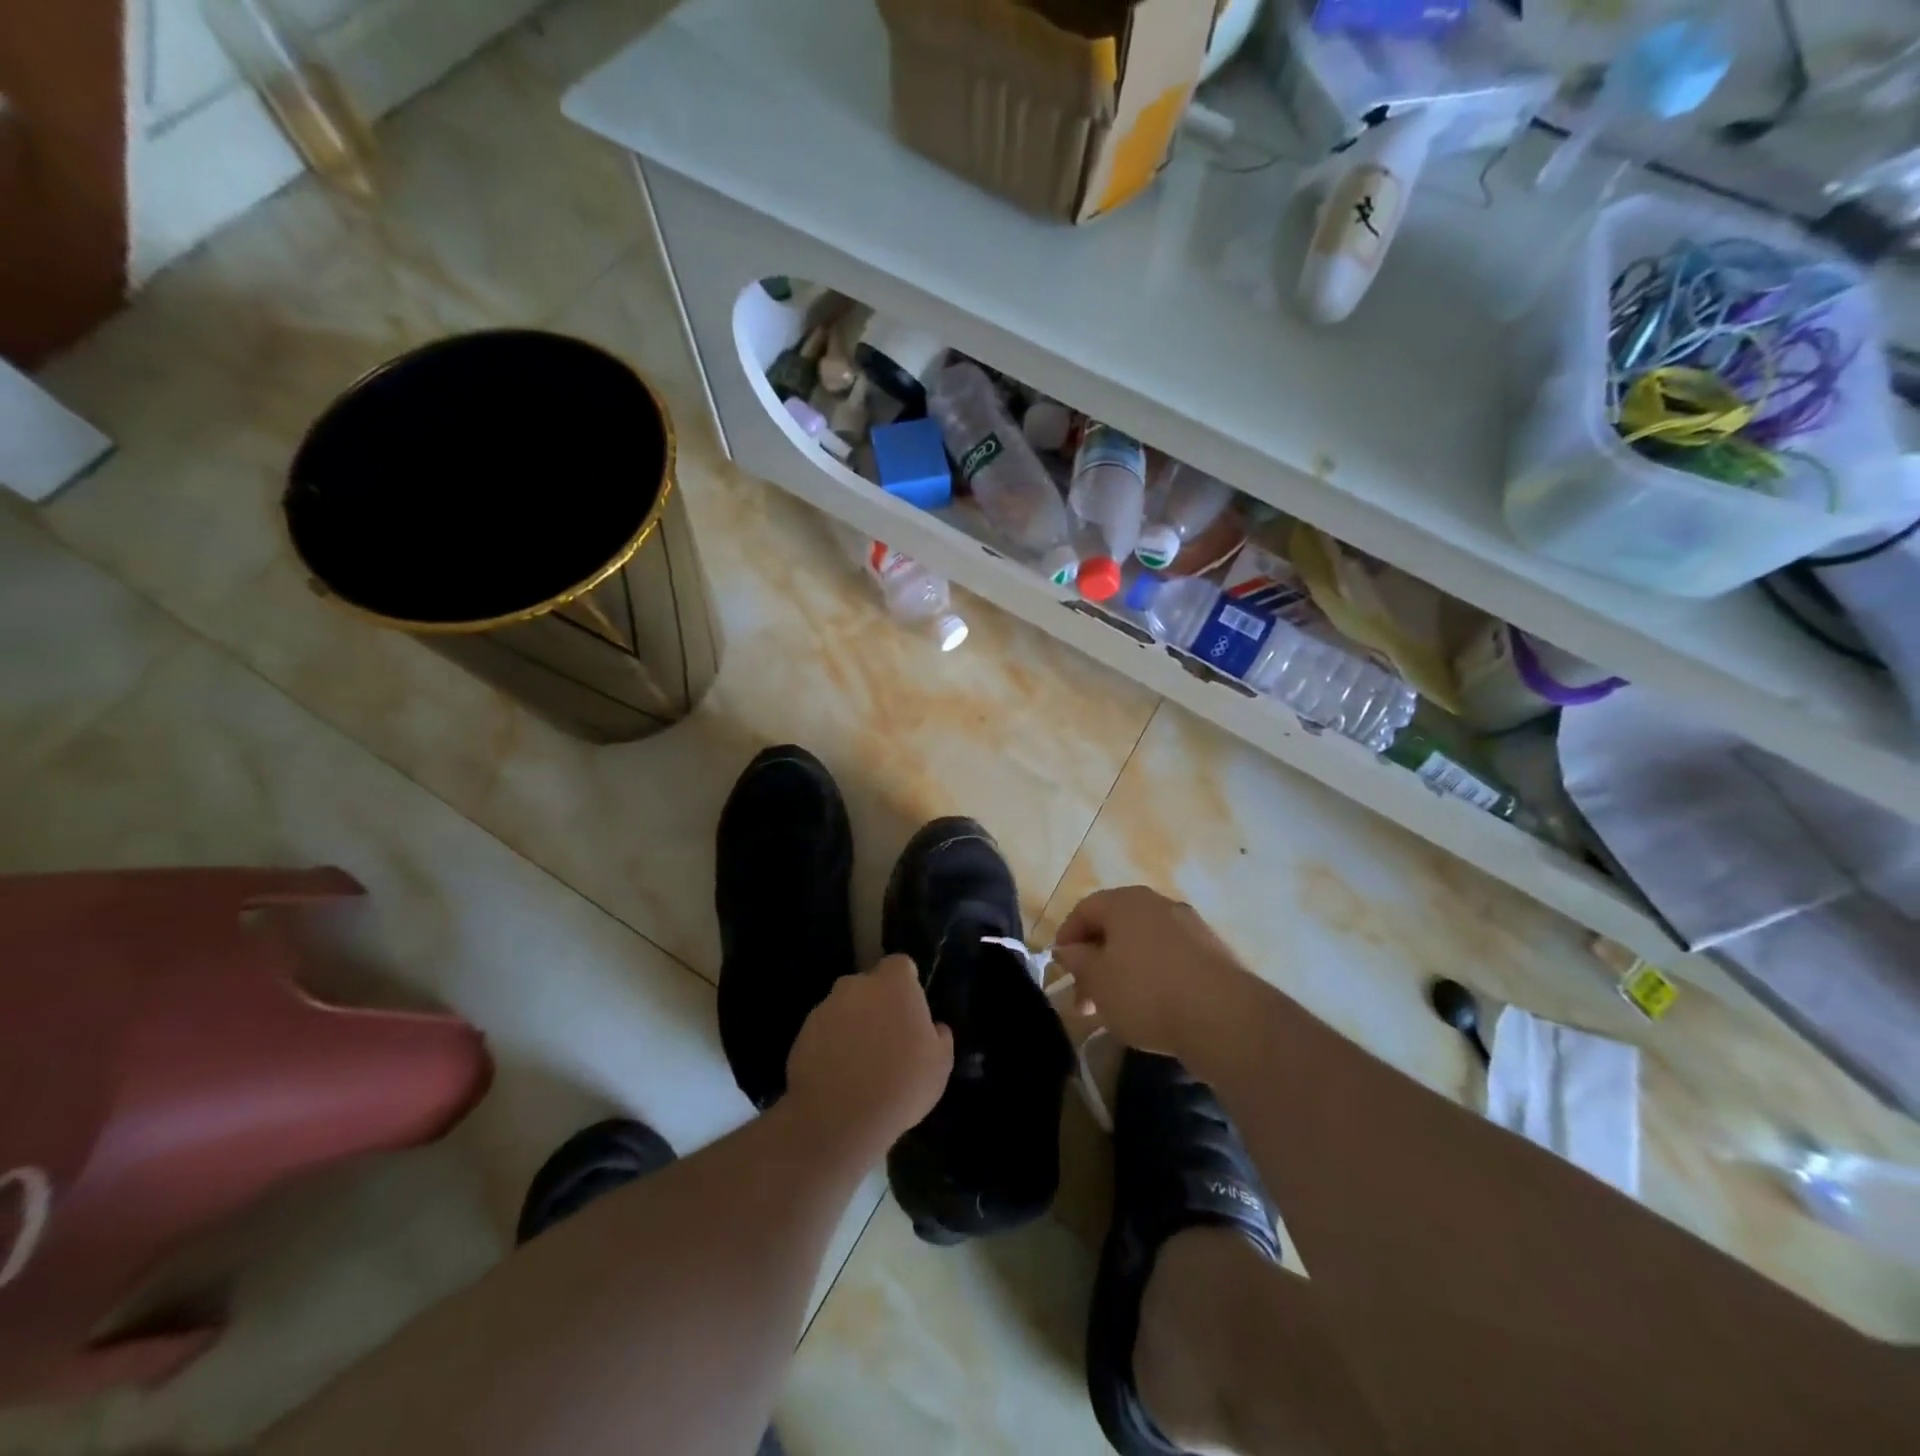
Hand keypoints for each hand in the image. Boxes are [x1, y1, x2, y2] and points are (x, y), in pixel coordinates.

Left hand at [785, 955, 953, 1151]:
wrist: (838, 1118)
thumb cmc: (901, 1085)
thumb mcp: (940, 1065)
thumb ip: (939, 1037)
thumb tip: (933, 1028)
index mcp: (893, 984)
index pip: (900, 965)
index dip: (906, 984)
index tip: (910, 1010)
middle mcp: (857, 985)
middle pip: (870, 985)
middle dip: (877, 1004)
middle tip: (887, 1039)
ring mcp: (826, 1007)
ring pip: (845, 1008)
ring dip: (852, 1024)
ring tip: (860, 1063)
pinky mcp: (803, 1032)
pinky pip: (824, 1031)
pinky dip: (830, 1045)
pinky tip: (838, 1076)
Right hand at [1051, 887, 1249, 1054]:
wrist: (1224, 1017)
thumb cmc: (1146, 992)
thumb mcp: (1098, 981)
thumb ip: (1077, 961)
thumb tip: (1067, 949)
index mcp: (1126, 902)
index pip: (1085, 909)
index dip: (1067, 936)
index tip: (1060, 968)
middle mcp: (1158, 904)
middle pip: (1116, 927)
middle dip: (1095, 961)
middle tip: (1085, 999)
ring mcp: (1190, 926)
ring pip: (1143, 944)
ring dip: (1123, 971)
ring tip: (1116, 1010)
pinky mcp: (1213, 953)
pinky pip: (1170, 959)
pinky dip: (1153, 977)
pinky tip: (1152, 1009)